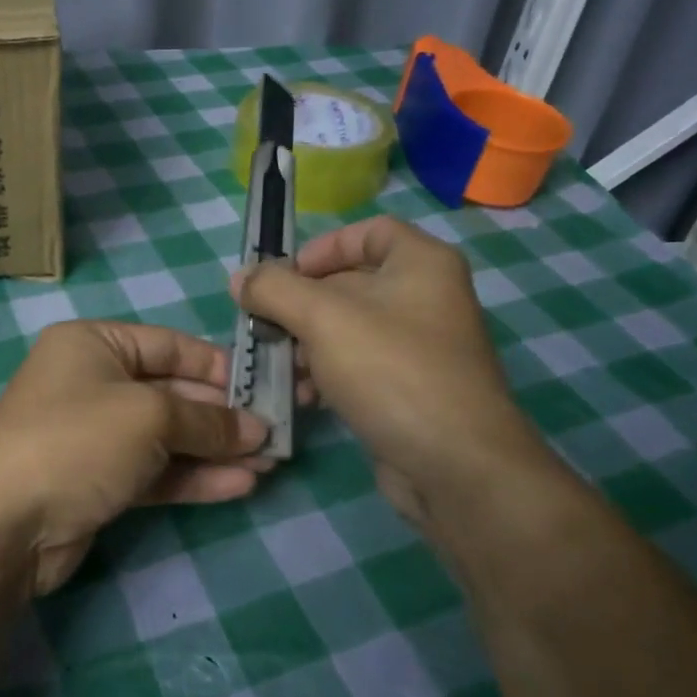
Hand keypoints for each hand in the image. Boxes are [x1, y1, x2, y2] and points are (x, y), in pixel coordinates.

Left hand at [0, 321, 275, 596]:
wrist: (3, 525)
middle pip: (172, 392)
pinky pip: (153, 471)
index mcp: (93, 345)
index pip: (169, 345)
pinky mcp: (97, 481)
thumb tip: (256, 428)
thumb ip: (208, 420)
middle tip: (276, 431)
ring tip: (270, 462)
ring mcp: (93, 435)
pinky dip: (193, 476)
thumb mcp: (149, 417)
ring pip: (167, 436)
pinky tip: (240, 485)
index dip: (219, 366)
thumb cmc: (77, 441)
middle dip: (223, 414)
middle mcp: (92, 383)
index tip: (265, 385)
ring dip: (215, 449)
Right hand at [232, 216, 552, 536]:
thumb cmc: (391, 371)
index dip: (322, 247)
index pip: (368, 232)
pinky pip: (359, 367)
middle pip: (350, 283)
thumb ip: (274, 289)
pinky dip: (326, 374)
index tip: (284, 277)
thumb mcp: (322, 318)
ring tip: (278, 366)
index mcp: (421, 263)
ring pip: (348, 330)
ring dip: (306, 344)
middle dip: (300, 305)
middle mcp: (426, 298)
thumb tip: (240, 278)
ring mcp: (420, 347)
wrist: (455, 465)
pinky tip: (301, 396)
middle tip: (263, 326)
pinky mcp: (409, 389)